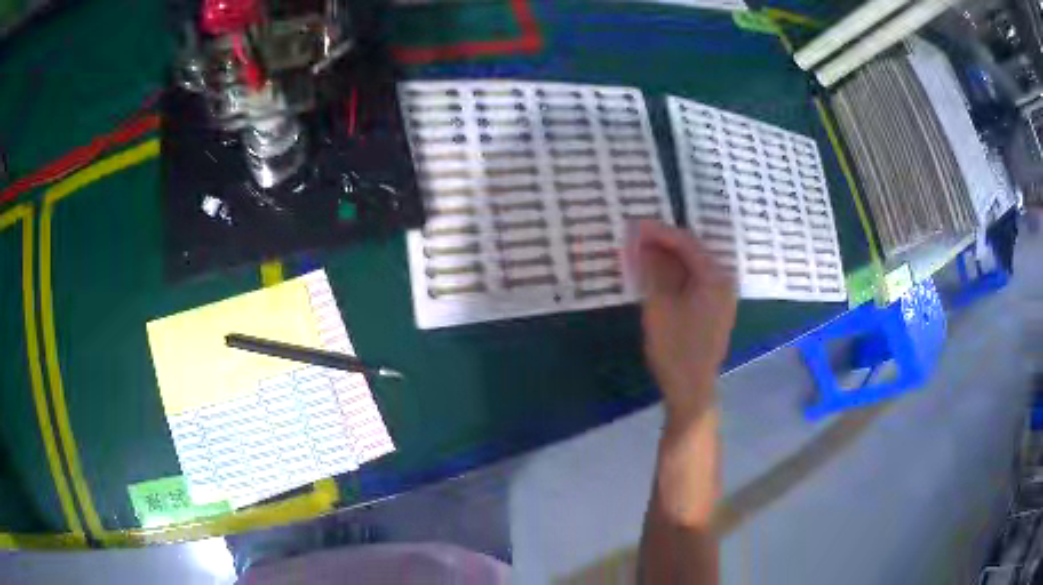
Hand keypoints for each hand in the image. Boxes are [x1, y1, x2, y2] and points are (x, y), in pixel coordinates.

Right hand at [629, 220, 736, 427]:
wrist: (691, 389)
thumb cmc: (675, 348)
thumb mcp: (659, 305)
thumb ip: (651, 268)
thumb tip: (640, 240)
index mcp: (714, 276)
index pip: (686, 242)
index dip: (658, 232)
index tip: (632, 225)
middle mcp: (724, 281)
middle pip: (692, 252)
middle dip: (663, 244)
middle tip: (634, 239)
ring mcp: (722, 297)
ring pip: (693, 267)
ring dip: (668, 260)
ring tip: (641, 255)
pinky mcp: (715, 311)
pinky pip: (695, 282)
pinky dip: (676, 276)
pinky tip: (658, 278)